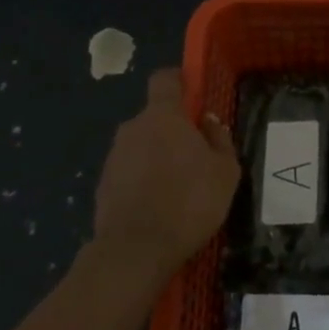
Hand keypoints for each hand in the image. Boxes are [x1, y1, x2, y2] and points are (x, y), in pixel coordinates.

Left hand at [92, 69, 240, 281]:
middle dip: (173, 130)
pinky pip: (129, 172)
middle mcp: (133, 128)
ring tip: (178, 188)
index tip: (192, 93)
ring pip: (141, 146)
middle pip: (154, 117)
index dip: (179, 81)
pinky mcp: (103, 185)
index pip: (165, 79)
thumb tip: (209, 122)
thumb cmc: (190, 201)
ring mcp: (114, 157)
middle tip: (196, 156)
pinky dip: (143, 181)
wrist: (136, 250)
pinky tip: (159, 206)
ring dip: (158, 157)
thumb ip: (219, 140)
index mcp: (163, 117)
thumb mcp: (225, 171)